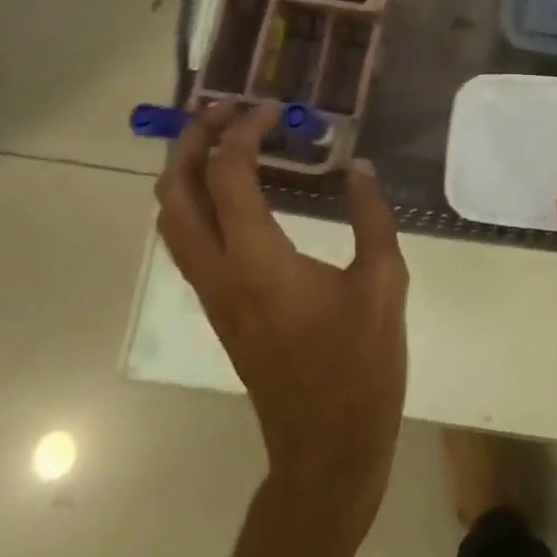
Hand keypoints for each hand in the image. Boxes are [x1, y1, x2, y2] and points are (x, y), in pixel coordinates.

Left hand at [156, 100, 408, 514]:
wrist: (326, 448)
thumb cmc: (360, 365)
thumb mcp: (384, 282)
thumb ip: (371, 217)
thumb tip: (360, 168)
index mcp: (258, 261)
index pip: (228, 176)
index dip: (242, 132)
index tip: (272, 107)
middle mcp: (220, 273)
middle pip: (175, 195)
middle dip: (191, 143)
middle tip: (224, 109)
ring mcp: (213, 296)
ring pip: (172, 222)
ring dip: (187, 173)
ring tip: (221, 139)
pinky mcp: (221, 310)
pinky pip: (189, 243)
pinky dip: (197, 203)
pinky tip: (235, 192)